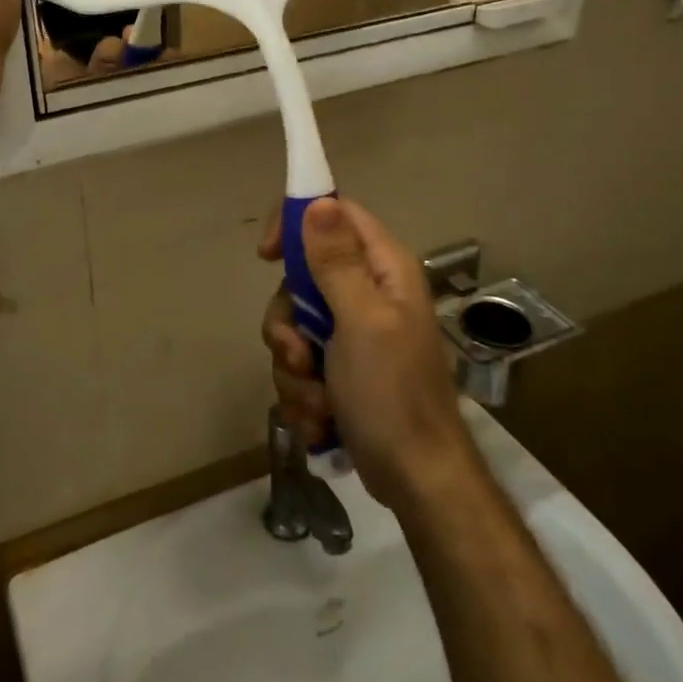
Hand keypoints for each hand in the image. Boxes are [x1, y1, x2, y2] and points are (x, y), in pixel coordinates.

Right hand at [259, 198, 474, 510]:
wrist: (416, 480)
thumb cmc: (393, 394)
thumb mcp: (362, 322)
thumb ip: (337, 262)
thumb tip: (318, 201)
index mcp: (384, 269)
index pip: (335, 214)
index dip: (295, 224)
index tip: (266, 256)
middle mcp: (368, 292)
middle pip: (301, 278)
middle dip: (288, 324)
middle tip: (299, 356)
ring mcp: (353, 332)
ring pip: (294, 326)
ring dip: (293, 368)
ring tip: (318, 403)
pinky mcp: (341, 367)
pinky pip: (299, 362)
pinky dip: (302, 392)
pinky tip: (321, 419)